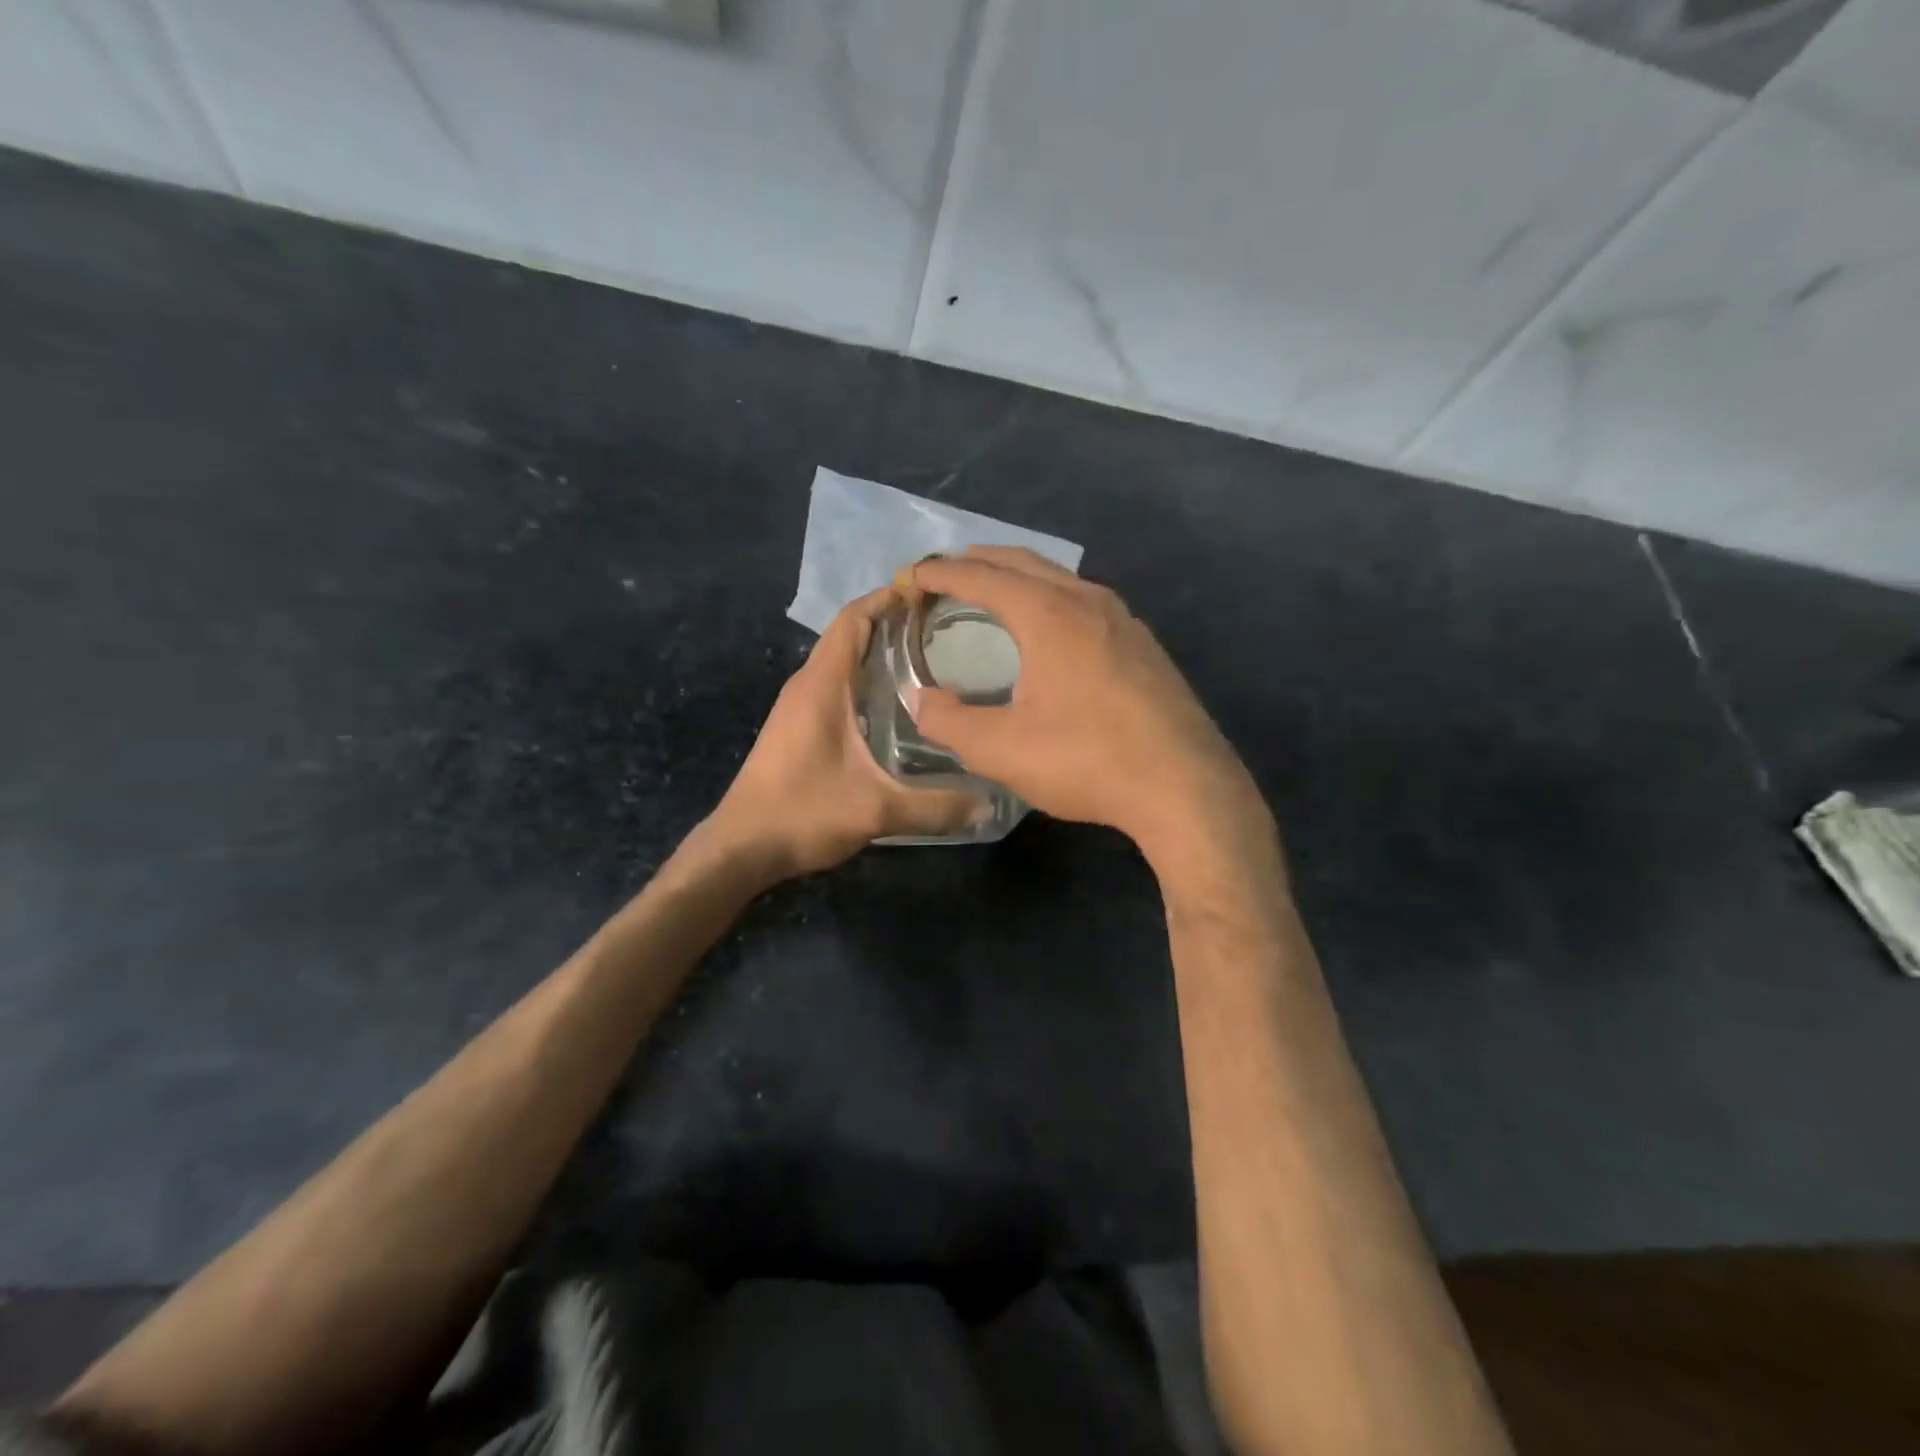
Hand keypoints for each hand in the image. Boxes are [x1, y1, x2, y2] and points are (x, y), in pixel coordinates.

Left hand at [707, 586, 979, 878]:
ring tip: (932, 658)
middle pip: (851, 634)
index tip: (932, 592)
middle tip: (947, 627)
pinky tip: (899, 703)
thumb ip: (935, 806)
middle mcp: (807, 684)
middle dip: (894, 622)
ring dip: (880, 651)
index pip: (854, 619)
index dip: (889, 598)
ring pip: (843, 660)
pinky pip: (837, 685)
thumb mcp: (876, 810)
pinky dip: (867, 678)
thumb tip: (989, 805)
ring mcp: (799, 705)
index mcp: (822, 685)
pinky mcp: (798, 726)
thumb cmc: (802, 814)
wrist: (741, 848)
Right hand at [906, 548, 1260, 860]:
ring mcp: (1123, 619)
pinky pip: (1085, 600)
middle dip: (979, 561)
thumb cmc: (1087, 759)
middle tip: (945, 573)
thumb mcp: (1002, 749)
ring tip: (993, 591)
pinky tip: (1051, 627)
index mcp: (1047, 614)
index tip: (911, 578)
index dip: (940, 574)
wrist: (1184, 786)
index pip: (981, 576)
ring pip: (1060, 577)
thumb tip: (918, 699)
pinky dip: (1051, 596)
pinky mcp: (1143, 644)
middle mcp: (1086, 601)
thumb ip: (949, 721)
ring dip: (1019, 575)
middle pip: (1023, 561)